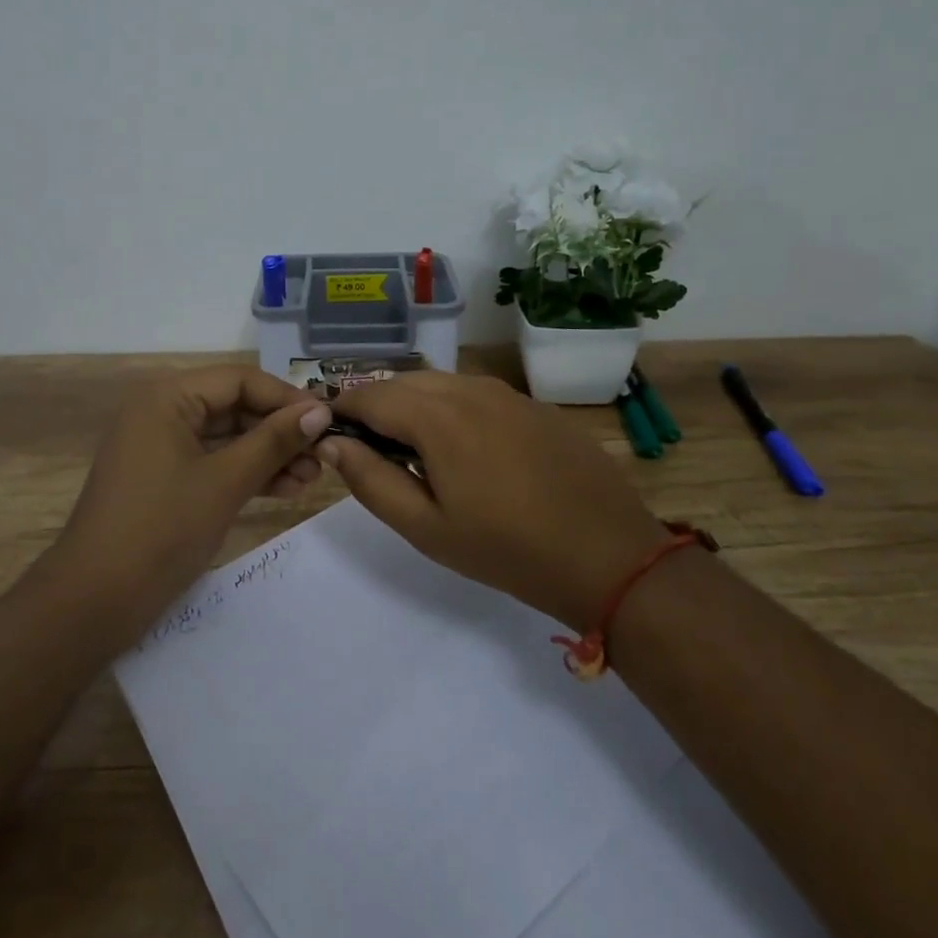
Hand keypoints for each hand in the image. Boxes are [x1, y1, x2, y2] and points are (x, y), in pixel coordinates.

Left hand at [50, 365, 332, 645]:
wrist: (95, 601)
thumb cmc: (161, 528)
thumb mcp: (226, 481)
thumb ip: (274, 442)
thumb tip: (321, 412)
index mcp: (168, 398)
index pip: (239, 380)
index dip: (286, 398)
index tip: (328, 421)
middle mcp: (163, 412)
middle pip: (234, 407)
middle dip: (280, 431)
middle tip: (324, 455)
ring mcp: (163, 447)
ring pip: (228, 438)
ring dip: (270, 455)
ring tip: (312, 478)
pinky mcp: (166, 480)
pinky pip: (215, 463)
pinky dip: (248, 473)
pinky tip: (286, 488)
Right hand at [321, 372, 664, 629]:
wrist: (608, 554)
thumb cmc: (506, 549)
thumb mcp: (426, 527)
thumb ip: (370, 480)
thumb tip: (331, 443)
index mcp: (437, 416)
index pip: (369, 395)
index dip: (341, 409)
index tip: (329, 434)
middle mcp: (469, 389)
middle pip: (403, 382)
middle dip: (376, 406)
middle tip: (369, 449)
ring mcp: (506, 393)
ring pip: (440, 384)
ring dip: (414, 405)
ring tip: (412, 450)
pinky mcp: (533, 405)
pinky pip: (475, 394)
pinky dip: (451, 409)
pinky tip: (465, 449)